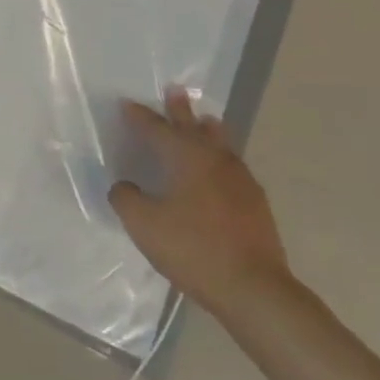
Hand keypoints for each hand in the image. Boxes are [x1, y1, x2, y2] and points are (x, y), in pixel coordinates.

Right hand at [109, 89, 292, 315]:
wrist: (254, 288)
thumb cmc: (193, 249)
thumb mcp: (144, 225)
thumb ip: (126, 199)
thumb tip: (123, 187)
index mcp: (186, 157)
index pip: (157, 128)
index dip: (140, 116)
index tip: (127, 104)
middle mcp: (215, 159)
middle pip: (194, 126)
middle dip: (180, 110)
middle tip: (175, 91)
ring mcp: (240, 180)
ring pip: (220, 143)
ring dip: (207, 130)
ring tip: (206, 120)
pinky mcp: (255, 203)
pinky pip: (233, 167)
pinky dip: (221, 159)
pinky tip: (221, 171)